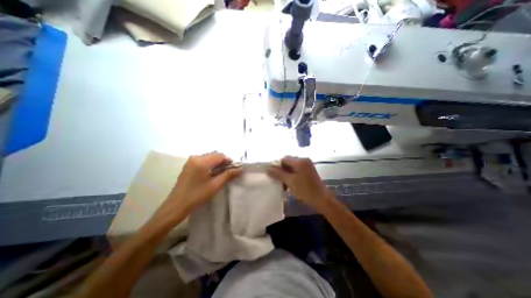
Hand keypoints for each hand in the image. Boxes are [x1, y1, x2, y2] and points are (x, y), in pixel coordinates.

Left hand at [151, 154, 241, 228]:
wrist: (176, 205)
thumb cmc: (197, 195)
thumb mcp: (215, 185)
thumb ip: (228, 175)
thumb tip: (240, 169)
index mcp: (202, 161)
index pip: (220, 156)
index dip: (229, 161)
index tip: (235, 169)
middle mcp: (196, 157)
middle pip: (214, 155)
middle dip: (224, 161)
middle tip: (229, 171)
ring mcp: (191, 161)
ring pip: (209, 157)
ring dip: (217, 163)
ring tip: (222, 173)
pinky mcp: (189, 165)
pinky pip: (203, 160)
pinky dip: (211, 164)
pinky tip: (213, 173)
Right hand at [268, 158, 331, 212]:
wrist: (322, 200)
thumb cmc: (306, 190)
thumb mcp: (290, 181)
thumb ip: (279, 174)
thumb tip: (268, 169)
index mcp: (300, 161)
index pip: (284, 159)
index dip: (277, 167)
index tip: (274, 176)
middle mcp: (304, 160)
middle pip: (288, 163)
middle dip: (282, 171)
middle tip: (278, 181)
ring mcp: (307, 166)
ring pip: (292, 168)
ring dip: (286, 175)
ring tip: (283, 185)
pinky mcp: (308, 171)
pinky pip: (297, 171)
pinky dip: (292, 176)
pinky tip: (289, 184)